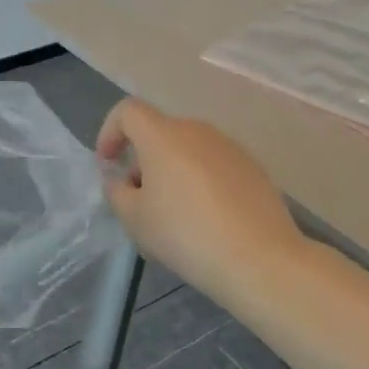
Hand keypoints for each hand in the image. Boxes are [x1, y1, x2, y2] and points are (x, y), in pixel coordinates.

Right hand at [95, 98, 311, 298]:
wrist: (259, 257)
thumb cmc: (185, 234)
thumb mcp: (135, 219)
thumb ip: (117, 192)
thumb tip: (119, 180)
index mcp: (163, 135)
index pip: (128, 111)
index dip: (110, 131)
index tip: (108, 164)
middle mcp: (197, 130)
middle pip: (159, 133)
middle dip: (142, 160)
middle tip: (138, 201)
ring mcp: (229, 147)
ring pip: (188, 150)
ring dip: (172, 172)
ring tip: (172, 217)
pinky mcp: (253, 167)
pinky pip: (213, 165)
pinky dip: (200, 182)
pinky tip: (206, 220)